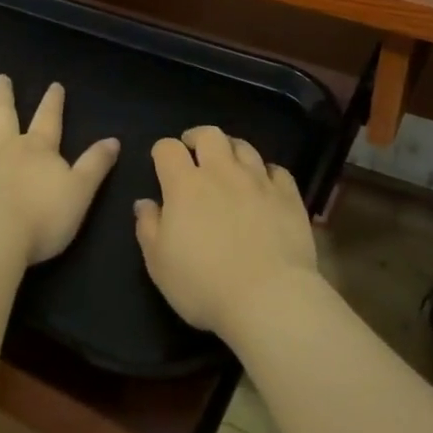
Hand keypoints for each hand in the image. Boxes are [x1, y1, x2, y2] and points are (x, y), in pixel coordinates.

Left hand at [0, 76, 119, 267]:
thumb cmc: (40, 220)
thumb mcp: (80, 193)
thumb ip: (95, 165)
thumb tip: (114, 140)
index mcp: (37, 149)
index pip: (49, 118)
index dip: (53, 101)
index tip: (54, 85)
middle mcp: (3, 145)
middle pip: (3, 113)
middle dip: (3, 94)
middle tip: (0, 78)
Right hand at [134, 126, 318, 338]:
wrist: (269, 298)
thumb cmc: (204, 285)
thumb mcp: (159, 264)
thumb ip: (148, 227)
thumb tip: (144, 203)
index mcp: (185, 185)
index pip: (168, 148)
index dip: (162, 150)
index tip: (161, 161)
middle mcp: (222, 172)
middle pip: (210, 135)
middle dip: (198, 137)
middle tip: (194, 151)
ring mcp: (258, 181)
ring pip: (244, 146)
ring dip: (232, 150)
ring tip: (228, 164)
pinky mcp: (288, 195)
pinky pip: (277, 170)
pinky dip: (267, 172)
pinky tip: (264, 184)